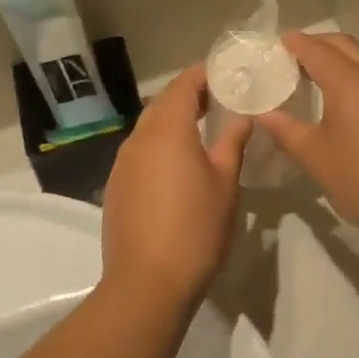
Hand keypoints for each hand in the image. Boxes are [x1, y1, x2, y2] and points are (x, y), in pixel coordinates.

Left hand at [100, 64, 251, 309]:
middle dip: (189, 96)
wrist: (146, 284)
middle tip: (219, 99)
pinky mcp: (116, 186)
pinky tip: (177, 165)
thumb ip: (232, 144)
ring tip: (202, 129)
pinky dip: (159, 145)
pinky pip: (140, 151)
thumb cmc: (195, 228)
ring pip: (149, 128)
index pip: (183, 85)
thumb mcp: (225, 184)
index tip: (226, 73)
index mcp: (167, 130)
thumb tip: (242, 118)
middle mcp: (139, 138)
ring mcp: (122, 163)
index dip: (203, 74)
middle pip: (163, 103)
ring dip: (173, 121)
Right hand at [253, 32, 358, 245]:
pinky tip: (345, 101)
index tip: (277, 42)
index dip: (295, 43)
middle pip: (343, 45)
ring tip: (315, 76)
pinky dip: (355, 76)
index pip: (316, 50)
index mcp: (349, 81)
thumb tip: (262, 114)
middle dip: (318, 44)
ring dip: (339, 59)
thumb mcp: (314, 156)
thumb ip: (284, 130)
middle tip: (293, 56)